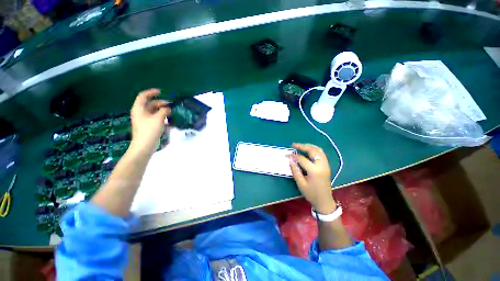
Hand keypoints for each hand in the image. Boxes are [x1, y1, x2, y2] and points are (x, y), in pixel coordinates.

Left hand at [130, 89, 170, 154]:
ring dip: (162, 110)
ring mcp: (144, 120)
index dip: (151, 92)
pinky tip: (168, 119)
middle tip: (170, 104)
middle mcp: (140, 113)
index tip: (161, 92)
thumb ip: (164, 111)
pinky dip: (161, 116)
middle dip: (160, 103)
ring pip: (153, 111)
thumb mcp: (158, 118)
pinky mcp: (148, 125)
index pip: (143, 96)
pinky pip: (155, 117)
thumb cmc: (150, 130)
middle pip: (150, 104)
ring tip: (171, 111)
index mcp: (139, 109)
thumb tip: (168, 108)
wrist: (145, 145)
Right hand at [289, 143, 336, 213]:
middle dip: (302, 146)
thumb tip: (290, 159)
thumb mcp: (301, 184)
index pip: (302, 159)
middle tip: (294, 145)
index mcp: (315, 171)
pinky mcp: (326, 165)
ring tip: (300, 145)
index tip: (287, 154)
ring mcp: (326, 165)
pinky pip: (321, 153)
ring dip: (309, 146)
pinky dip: (314, 149)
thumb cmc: (311, 194)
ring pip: (318, 150)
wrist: (324, 201)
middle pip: (312, 151)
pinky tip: (308, 149)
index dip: (293, 156)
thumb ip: (295, 170)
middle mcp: (322, 165)